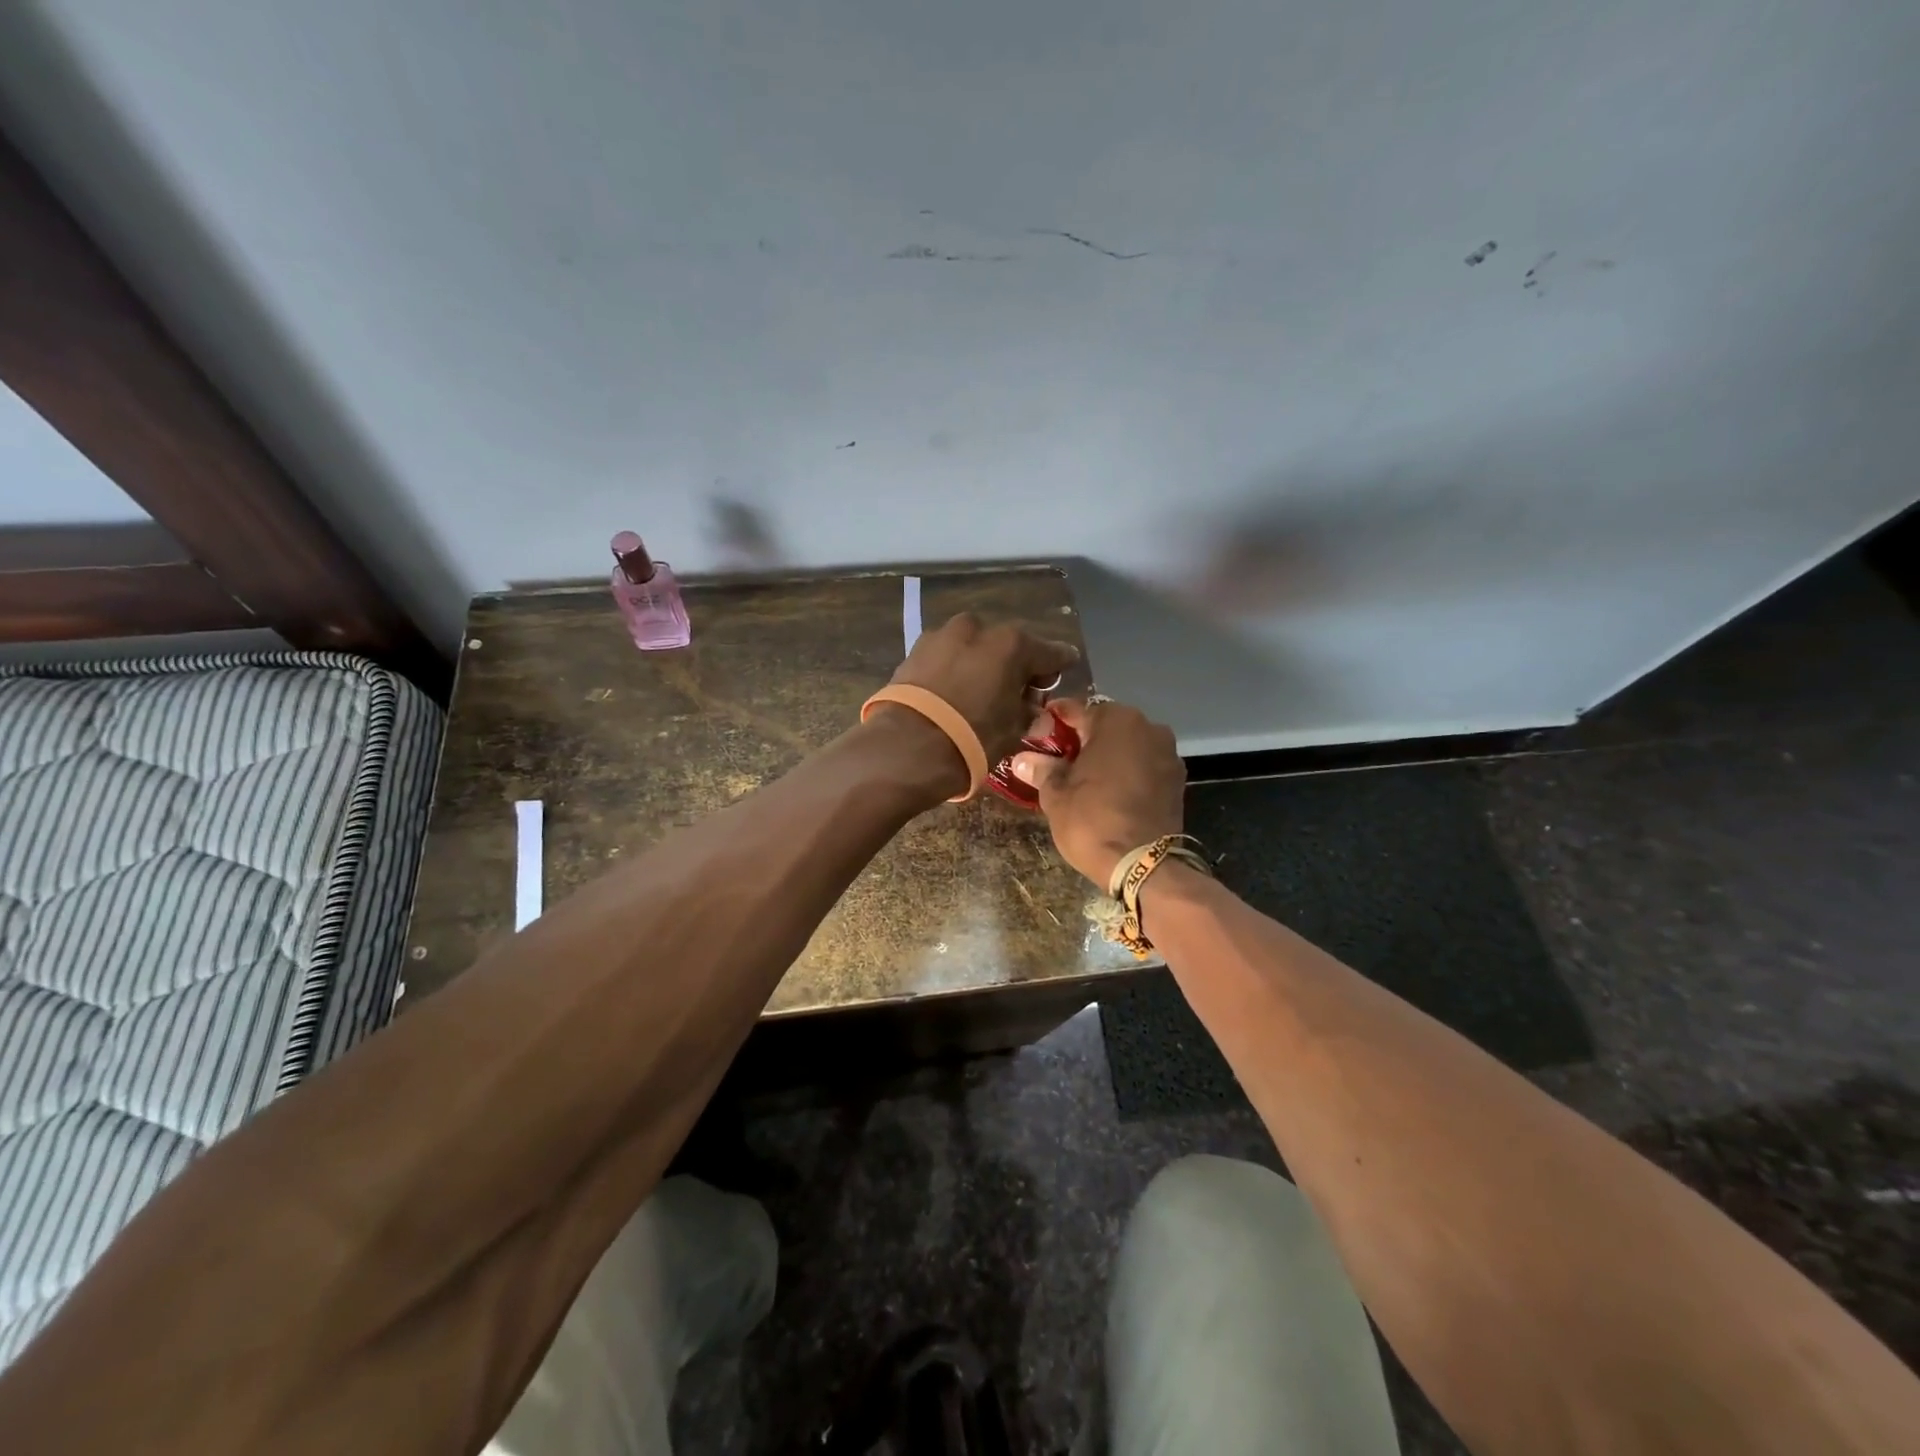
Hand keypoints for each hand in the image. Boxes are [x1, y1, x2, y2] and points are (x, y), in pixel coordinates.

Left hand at [886, 613, 1079, 763]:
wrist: (908, 746)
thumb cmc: (972, 738)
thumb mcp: (1012, 731)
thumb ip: (1028, 714)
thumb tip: (1033, 710)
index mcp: (1012, 644)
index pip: (1050, 652)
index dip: (1060, 663)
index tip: (1067, 666)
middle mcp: (979, 628)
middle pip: (1008, 645)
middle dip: (1016, 665)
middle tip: (1019, 691)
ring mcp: (943, 635)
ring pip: (974, 647)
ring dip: (983, 663)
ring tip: (982, 690)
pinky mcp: (915, 649)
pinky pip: (947, 656)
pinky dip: (956, 668)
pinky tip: (955, 689)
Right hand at [1011, 698, 1184, 886]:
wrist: (1143, 865)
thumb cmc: (1092, 820)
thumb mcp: (1056, 794)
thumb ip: (1041, 769)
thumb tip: (1022, 759)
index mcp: (1115, 720)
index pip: (1073, 710)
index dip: (1049, 726)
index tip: (1034, 743)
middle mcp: (1148, 726)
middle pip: (1103, 726)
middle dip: (1079, 741)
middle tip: (1055, 764)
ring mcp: (1167, 753)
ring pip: (1126, 746)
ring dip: (1104, 757)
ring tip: (1081, 782)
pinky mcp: (1177, 780)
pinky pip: (1143, 766)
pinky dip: (1125, 773)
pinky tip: (1108, 793)